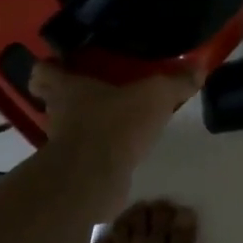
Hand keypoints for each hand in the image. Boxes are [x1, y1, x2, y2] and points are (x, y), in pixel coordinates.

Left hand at [28, 62, 201, 184]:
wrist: (95, 178)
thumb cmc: (116, 123)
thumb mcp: (156, 95)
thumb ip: (176, 82)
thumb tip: (200, 67)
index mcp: (67, 87)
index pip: (42, 72)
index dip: (52, 67)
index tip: (67, 65)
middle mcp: (57, 113)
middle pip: (54, 100)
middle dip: (72, 96)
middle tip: (98, 91)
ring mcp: (63, 144)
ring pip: (70, 128)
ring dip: (87, 125)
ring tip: (115, 120)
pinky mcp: (75, 170)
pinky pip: (86, 153)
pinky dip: (100, 150)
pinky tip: (123, 147)